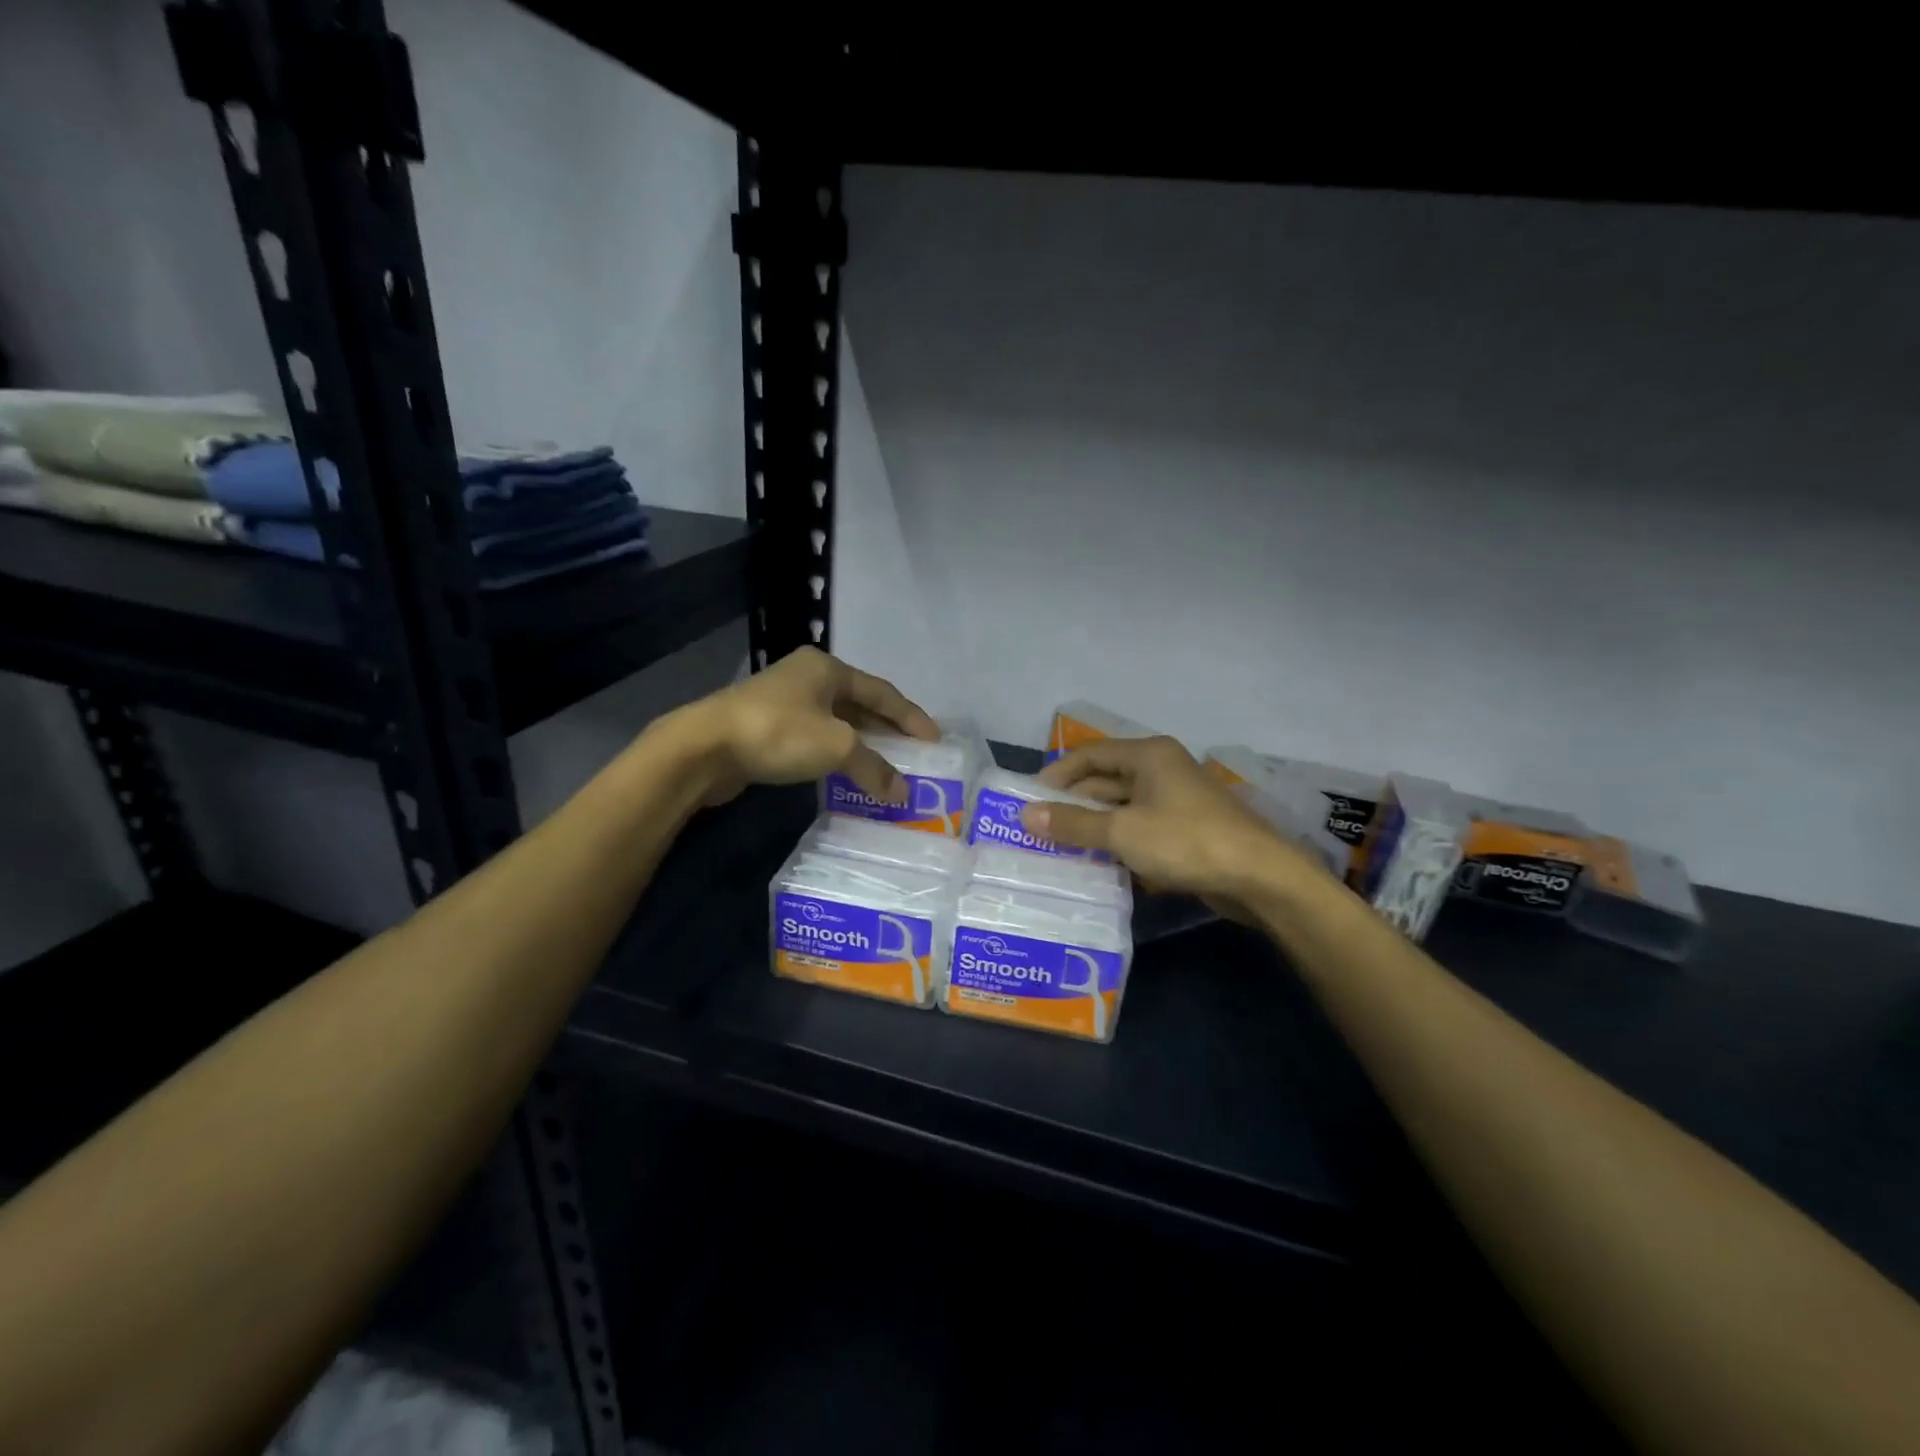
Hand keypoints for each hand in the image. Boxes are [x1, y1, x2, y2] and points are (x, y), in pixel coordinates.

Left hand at [673, 647, 939, 806]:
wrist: (703, 748)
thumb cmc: (778, 733)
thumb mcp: (836, 747)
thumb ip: (875, 767)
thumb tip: (904, 794)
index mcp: (828, 668)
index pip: (883, 692)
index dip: (911, 717)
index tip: (934, 741)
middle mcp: (808, 677)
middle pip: (860, 704)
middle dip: (888, 730)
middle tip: (914, 755)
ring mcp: (785, 701)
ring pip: (837, 722)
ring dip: (862, 745)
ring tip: (887, 767)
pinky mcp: (767, 726)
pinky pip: (816, 737)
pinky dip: (837, 753)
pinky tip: (847, 773)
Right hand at [1023, 736, 1323, 906]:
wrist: (1259, 876)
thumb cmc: (1186, 841)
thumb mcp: (1122, 832)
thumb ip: (1074, 823)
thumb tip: (1026, 815)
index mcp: (1148, 755)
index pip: (1089, 754)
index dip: (1057, 774)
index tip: (1028, 799)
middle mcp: (1161, 769)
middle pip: (1105, 779)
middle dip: (1072, 802)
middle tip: (1038, 827)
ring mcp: (1175, 800)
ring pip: (1122, 807)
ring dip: (1093, 824)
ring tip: (1058, 846)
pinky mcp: (1184, 829)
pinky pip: (1139, 828)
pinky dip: (1116, 841)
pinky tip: (1095, 862)